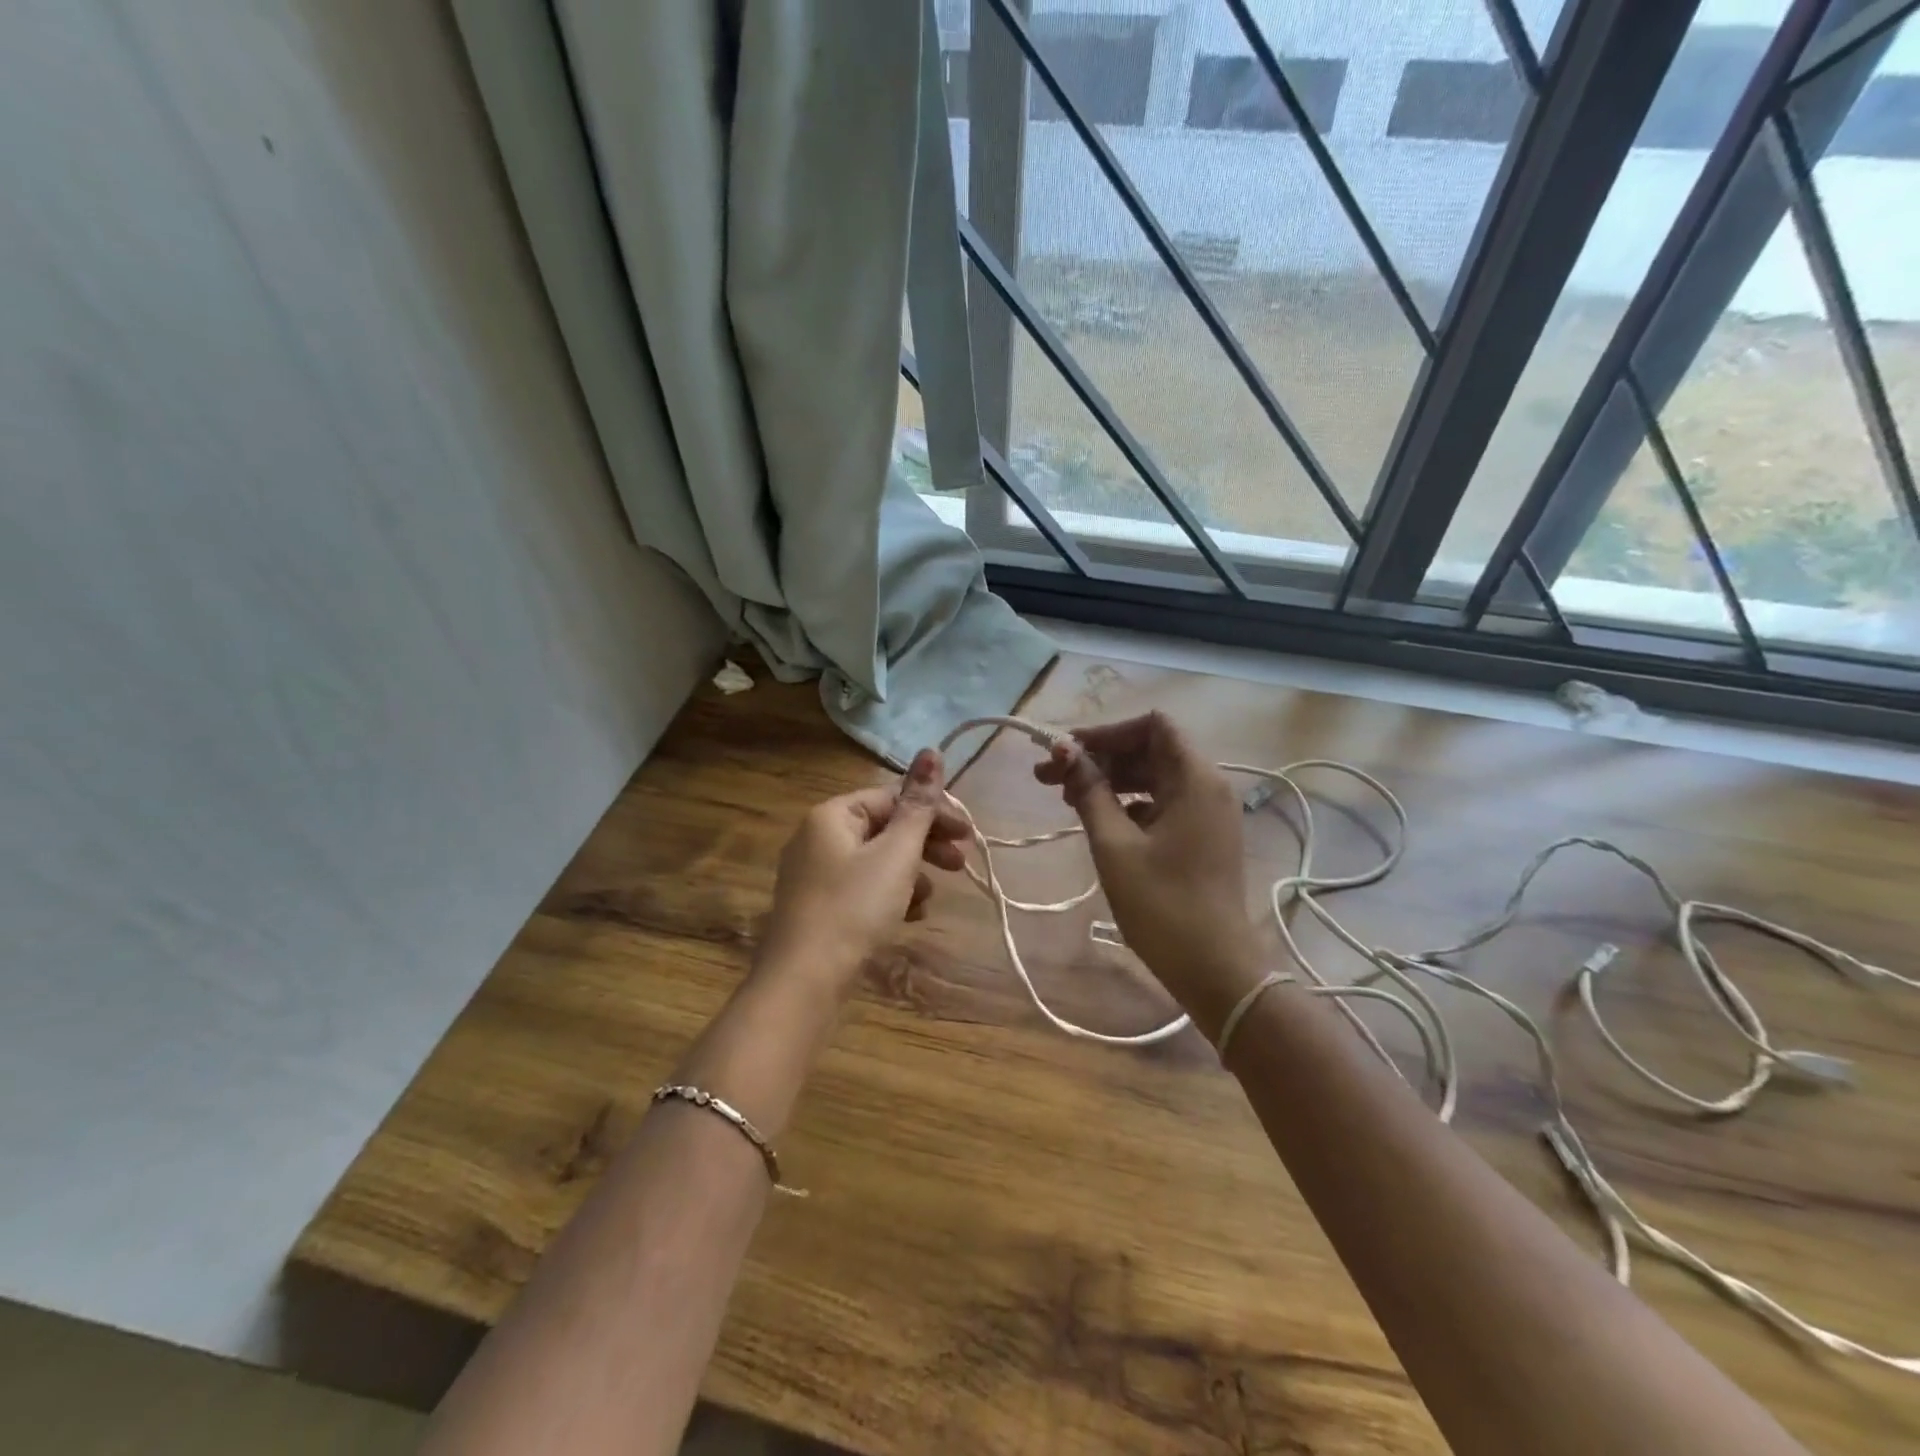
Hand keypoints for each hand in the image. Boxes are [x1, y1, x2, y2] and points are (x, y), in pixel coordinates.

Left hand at [757, 748, 968, 997]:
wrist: (804, 982)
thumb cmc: (854, 908)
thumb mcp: (895, 854)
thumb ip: (919, 805)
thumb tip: (932, 750)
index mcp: (832, 815)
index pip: (892, 798)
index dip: (934, 812)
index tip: (968, 835)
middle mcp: (818, 837)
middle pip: (885, 828)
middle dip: (926, 845)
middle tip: (961, 864)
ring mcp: (815, 874)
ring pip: (876, 861)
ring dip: (911, 874)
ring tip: (931, 898)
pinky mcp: (818, 907)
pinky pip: (862, 888)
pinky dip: (889, 896)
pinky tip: (910, 917)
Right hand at [1035, 712, 1263, 1032]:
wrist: (1214, 969)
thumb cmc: (1162, 905)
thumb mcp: (1114, 845)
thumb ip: (1089, 792)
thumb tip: (1064, 753)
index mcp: (1195, 779)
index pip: (1152, 726)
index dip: (1107, 732)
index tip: (1066, 752)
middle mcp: (1207, 786)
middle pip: (1149, 750)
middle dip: (1098, 758)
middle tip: (1048, 776)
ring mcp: (1207, 813)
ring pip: (1152, 777)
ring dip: (1109, 781)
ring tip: (1064, 798)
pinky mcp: (1201, 837)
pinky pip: (1161, 803)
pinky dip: (1128, 804)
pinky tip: (1097, 822)